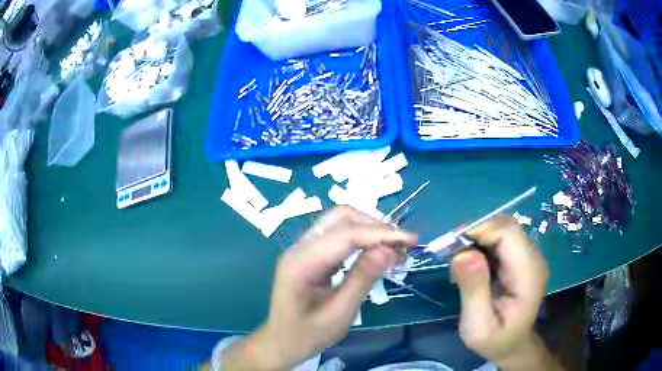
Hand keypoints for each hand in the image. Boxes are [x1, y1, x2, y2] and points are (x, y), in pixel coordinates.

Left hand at [220, 206, 417, 369]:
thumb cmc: (308, 335)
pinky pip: (337, 235)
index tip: (411, 240)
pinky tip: (376, 251)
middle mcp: (299, 247)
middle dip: (376, 226)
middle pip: (341, 218)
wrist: (281, 343)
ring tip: (394, 247)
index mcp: (301, 263)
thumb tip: (389, 249)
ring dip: (370, 228)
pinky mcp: (309, 254)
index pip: (346, 234)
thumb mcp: (339, 313)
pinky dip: (360, 237)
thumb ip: (362, 279)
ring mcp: (302, 248)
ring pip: (340, 222)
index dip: (381, 233)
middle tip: (403, 246)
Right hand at [451, 216, 556, 369]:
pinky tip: (470, 266)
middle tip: (450, 255)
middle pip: (505, 227)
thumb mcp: (478, 326)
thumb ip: (473, 290)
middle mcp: (533, 258)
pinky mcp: (520, 258)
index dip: (480, 230)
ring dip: (476, 240)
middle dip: (475, 233)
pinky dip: (480, 247)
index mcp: (528, 274)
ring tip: (458, 266)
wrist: (512, 345)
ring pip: (501, 230)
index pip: (508, 233)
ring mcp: (528, 256)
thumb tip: (461, 254)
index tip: (451, 245)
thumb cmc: (495, 340)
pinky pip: (499, 240)